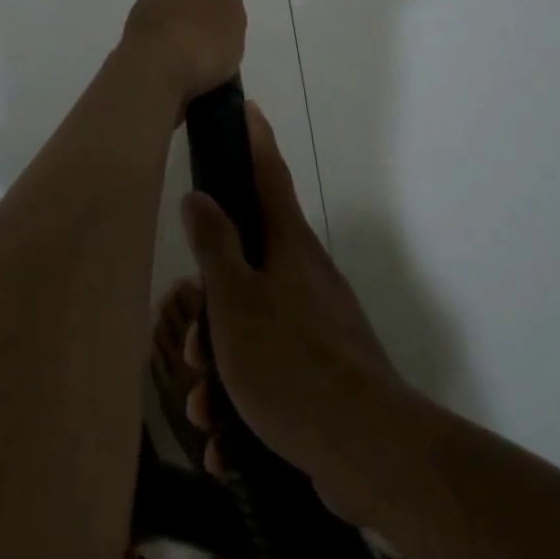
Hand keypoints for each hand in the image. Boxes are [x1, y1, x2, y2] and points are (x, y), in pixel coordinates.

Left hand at [117, 0, 245, 108]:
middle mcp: (150, 0)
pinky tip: (200, 78)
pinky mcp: (139, 62)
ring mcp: (141, 31)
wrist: (147, 91)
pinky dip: (184, 59)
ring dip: (189, 31)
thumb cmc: (192, 41)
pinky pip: (168, 52)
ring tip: (218, 55)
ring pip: (170, 22)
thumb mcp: (226, 13)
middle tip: (217, 10)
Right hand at [180, 101, 415, 523]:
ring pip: (253, 326)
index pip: (269, 173)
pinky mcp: (323, 373)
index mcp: (288, 244)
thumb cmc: (290, 359)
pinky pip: (270, 374)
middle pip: (247, 264)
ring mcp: (317, 325)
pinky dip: (244, 403)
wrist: (367, 450)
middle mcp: (305, 275)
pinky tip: (224, 446)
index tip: (247, 108)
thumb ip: (214, 245)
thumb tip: (199, 196)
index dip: (255, 140)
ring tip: (203, 407)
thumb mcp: (236, 299)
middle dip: (212, 304)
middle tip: (192, 343)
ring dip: (221, 366)